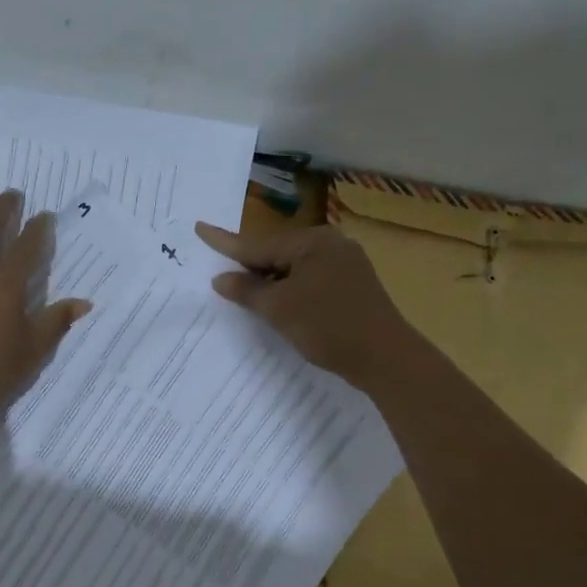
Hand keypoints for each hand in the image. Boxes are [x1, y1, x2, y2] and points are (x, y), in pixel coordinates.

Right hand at [194, 219, 413, 387]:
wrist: (386, 358)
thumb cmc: (328, 327)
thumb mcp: (279, 309)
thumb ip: (247, 290)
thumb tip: (221, 278)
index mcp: (312, 241)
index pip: (258, 243)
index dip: (225, 242)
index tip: (200, 228)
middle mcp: (331, 243)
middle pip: (277, 252)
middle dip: (249, 265)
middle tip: (219, 271)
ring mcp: (346, 263)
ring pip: (294, 267)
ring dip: (270, 280)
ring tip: (244, 291)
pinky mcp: (353, 284)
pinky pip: (310, 278)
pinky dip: (290, 288)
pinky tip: (278, 301)